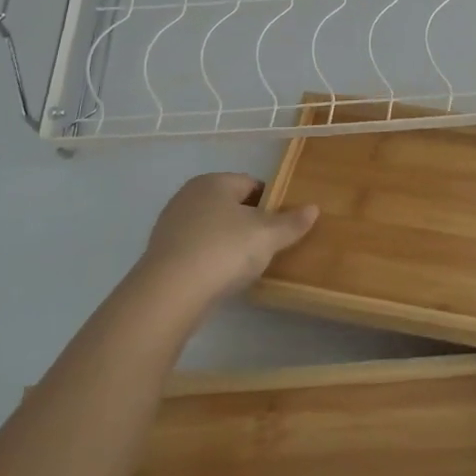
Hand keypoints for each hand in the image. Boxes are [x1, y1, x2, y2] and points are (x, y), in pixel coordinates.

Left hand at [132, 173, 318, 310]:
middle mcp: (189, 195)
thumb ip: (291, 222)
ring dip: (229, 241)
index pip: (251, 183)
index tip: (284, 224)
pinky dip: (210, 258)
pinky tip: (221, 277)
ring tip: (247, 265)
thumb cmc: (224, 250)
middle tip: (269, 245)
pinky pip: (196, 249)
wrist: (169, 293)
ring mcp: (171, 224)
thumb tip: (313, 208)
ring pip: (212, 227)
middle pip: (230, 205)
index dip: (272, 202)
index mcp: (214, 181)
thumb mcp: (267, 236)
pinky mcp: (162, 252)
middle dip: (250, 222)